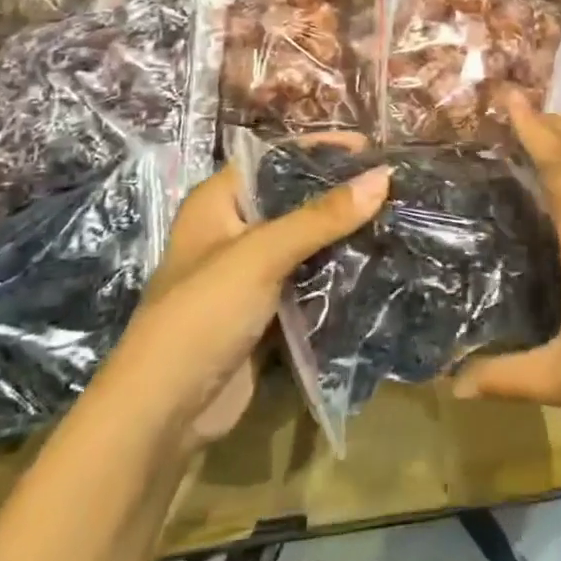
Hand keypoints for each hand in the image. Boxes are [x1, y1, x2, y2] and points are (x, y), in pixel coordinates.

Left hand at [104, 142, 389, 457]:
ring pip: (306, 241)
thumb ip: (322, 216)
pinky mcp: (266, 310)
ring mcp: (250, 273)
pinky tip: (377, 264)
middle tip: (393, 185)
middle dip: (340, 193)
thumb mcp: (261, 254)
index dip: (319, 148)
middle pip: (295, 199)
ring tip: (396, 219)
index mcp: (219, 201)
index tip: (370, 146)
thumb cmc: (203, 313)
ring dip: (344, 235)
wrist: (163, 414)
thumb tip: (383, 176)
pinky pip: (309, 280)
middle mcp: (234, 229)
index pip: (275, 157)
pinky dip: (338, 273)